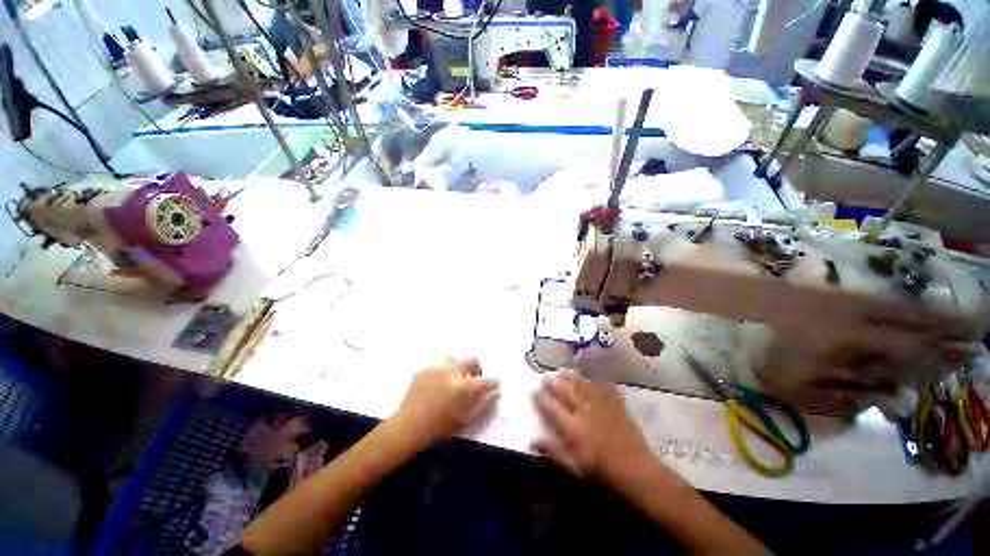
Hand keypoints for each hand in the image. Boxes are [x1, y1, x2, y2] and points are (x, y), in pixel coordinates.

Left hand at [393, 357, 499, 443]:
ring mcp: (436, 368)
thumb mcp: (466, 420)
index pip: (485, 379)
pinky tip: (438, 385)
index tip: (493, 385)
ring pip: (455, 360)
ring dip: (459, 369)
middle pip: (471, 360)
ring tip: (453, 382)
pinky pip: (439, 365)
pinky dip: (443, 372)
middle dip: (475, 369)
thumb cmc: (440, 428)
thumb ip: (484, 403)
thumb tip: (496, 391)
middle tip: (471, 381)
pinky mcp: (424, 368)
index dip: (492, 382)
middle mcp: (451, 371)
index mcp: (463, 386)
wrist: (407, 427)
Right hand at [532, 372, 650, 480]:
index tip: (533, 389)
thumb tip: (532, 441)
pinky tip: (591, 379)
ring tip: (562, 372)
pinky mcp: (615, 404)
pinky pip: (603, 387)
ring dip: (570, 378)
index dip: (541, 397)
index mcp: (573, 427)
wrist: (636, 470)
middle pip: (566, 391)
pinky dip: (595, 382)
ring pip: (582, 386)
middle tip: (545, 376)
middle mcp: (585, 411)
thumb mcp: (573, 467)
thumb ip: (552, 452)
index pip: (552, 407)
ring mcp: (601, 405)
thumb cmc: (601, 471)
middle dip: (553, 382)